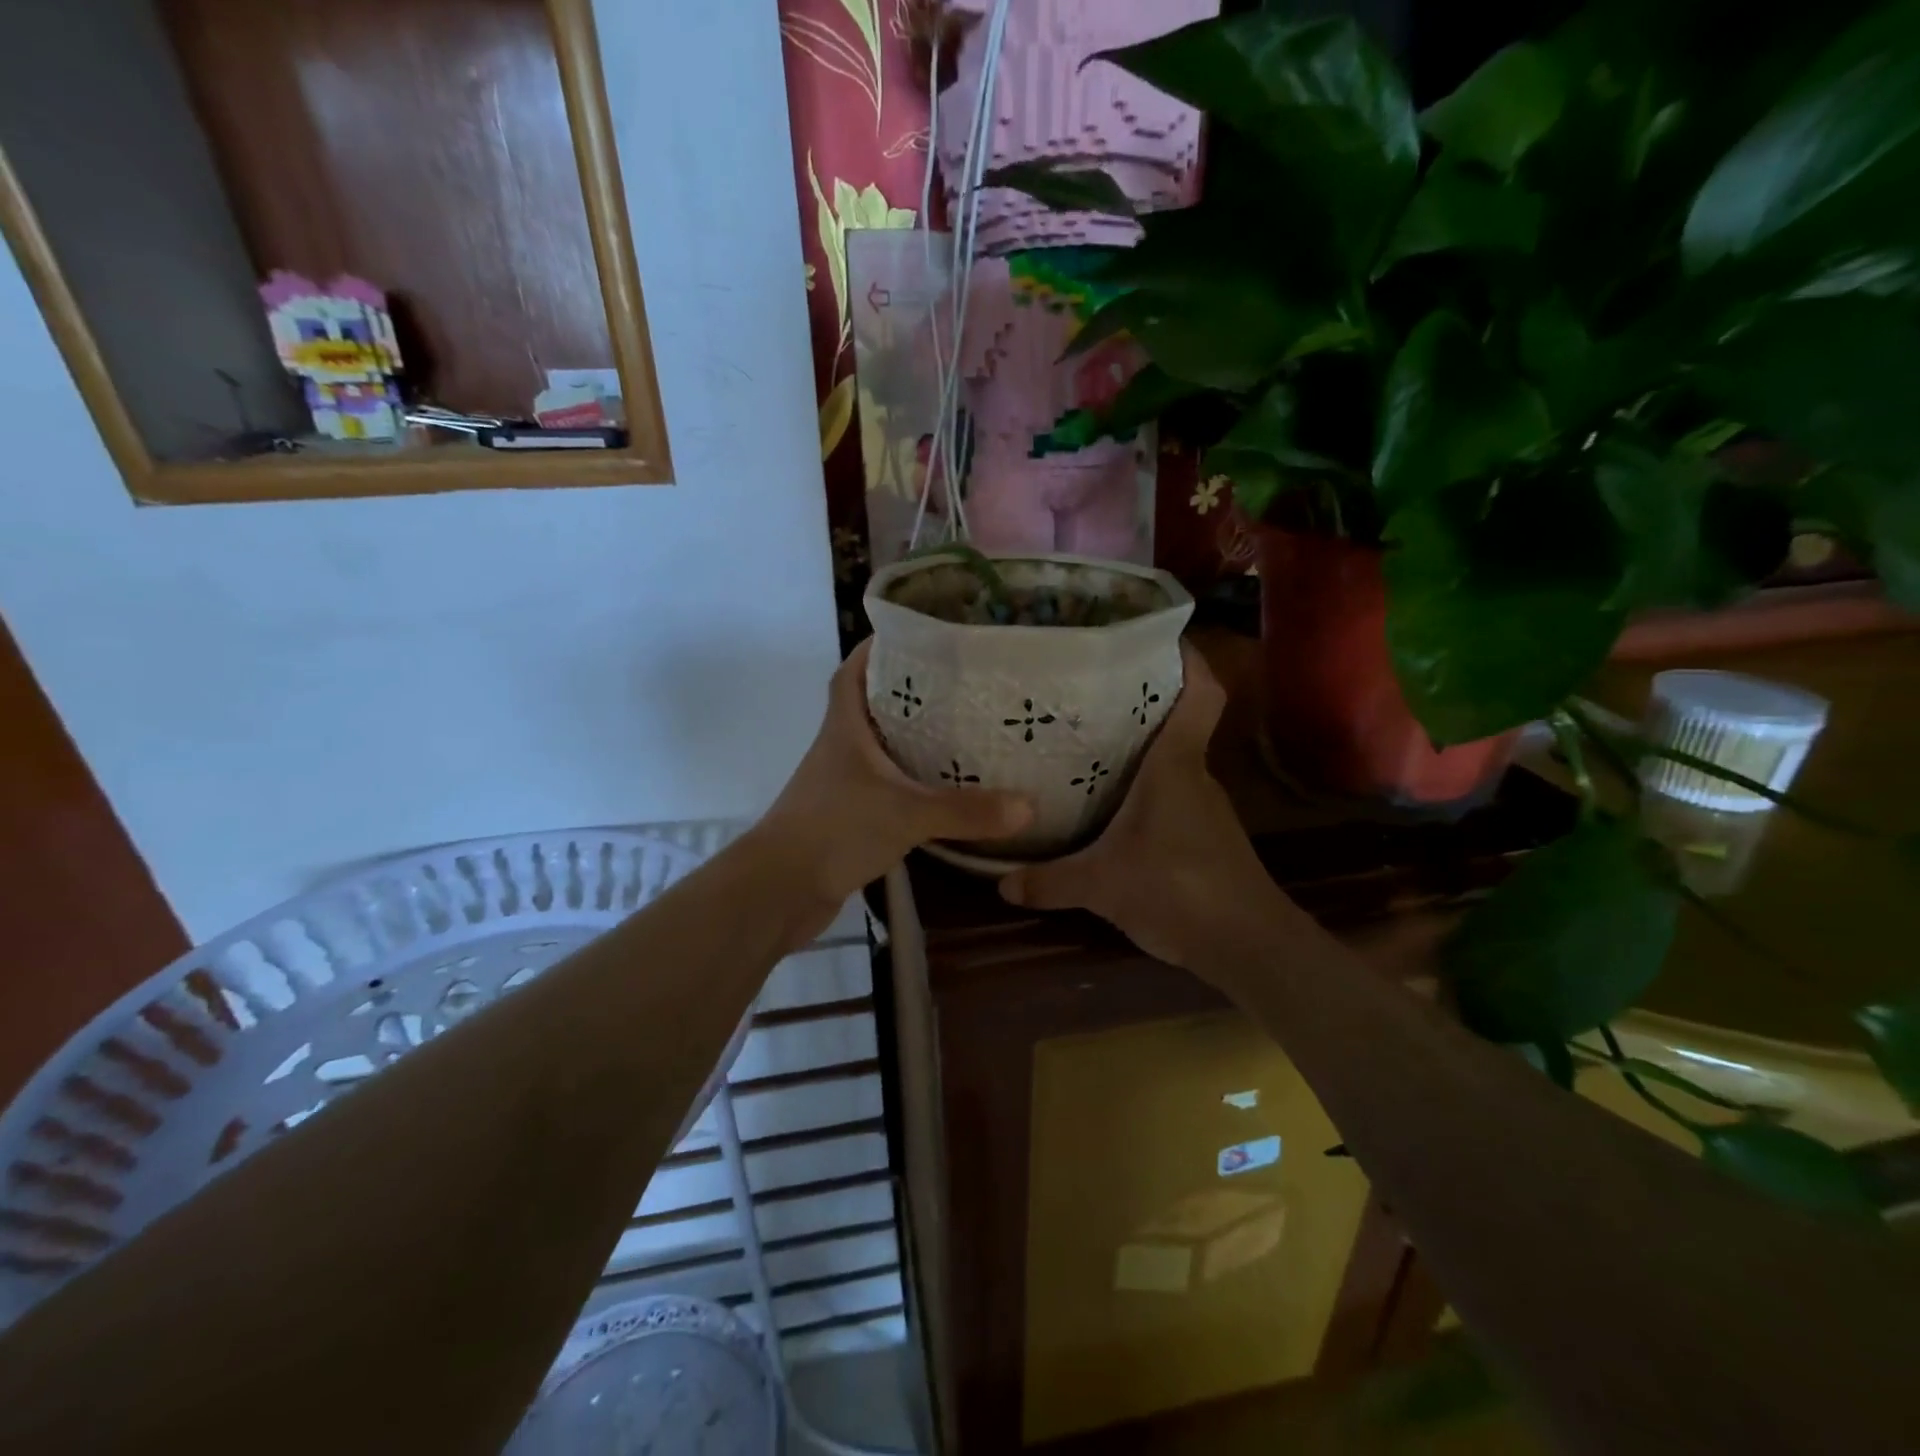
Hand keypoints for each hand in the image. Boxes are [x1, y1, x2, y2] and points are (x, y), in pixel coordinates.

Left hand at [753, 639, 1032, 928]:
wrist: (779, 891)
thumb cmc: (834, 830)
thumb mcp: (907, 814)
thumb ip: (966, 811)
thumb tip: (1029, 806)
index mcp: (844, 728)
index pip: (853, 672)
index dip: (877, 650)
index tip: (916, 638)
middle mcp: (840, 749)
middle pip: (871, 707)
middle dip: (909, 693)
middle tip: (958, 686)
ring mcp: (841, 785)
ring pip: (879, 750)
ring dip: (910, 740)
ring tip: (960, 732)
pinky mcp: (847, 818)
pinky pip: (884, 788)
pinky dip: (909, 784)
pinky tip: (941, 792)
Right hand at [998, 643, 1305, 977]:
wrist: (1249, 946)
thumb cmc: (1179, 890)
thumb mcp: (1101, 886)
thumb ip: (1049, 881)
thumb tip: (1000, 882)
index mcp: (1176, 765)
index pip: (1200, 693)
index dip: (1188, 658)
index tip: (1158, 636)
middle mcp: (1195, 775)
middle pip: (1177, 721)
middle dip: (1142, 702)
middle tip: (1090, 691)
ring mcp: (1205, 807)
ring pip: (1173, 761)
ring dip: (1142, 749)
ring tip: (1091, 743)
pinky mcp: (1206, 836)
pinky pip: (1173, 795)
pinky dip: (1147, 789)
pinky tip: (1114, 807)